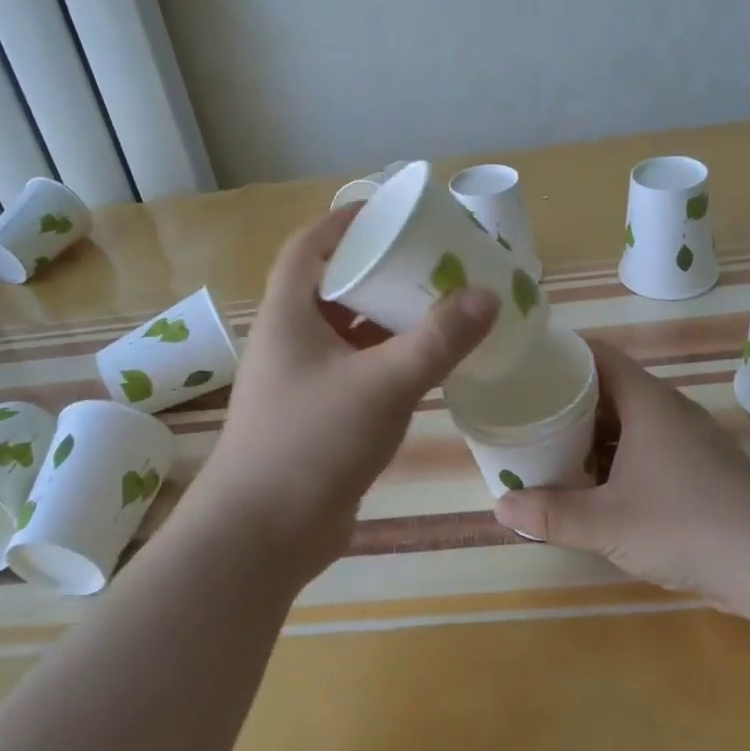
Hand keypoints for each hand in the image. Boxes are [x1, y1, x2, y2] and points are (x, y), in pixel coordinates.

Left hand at [192, 209, 498, 582]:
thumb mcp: (382, 384)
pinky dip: (388, 360)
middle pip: (334, 287)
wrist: (261, 538)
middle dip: (380, 271)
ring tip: (440, 305)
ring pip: (348, 334)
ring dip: (388, 319)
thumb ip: (438, 339)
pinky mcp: (318, 418)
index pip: (308, 247)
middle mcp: (290, 341)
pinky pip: (357, 372)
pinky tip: (427, 364)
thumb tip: (487, 295)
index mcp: (287, 315)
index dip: (343, 221)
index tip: (389, 213)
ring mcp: (302, 382)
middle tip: (432, 261)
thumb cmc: (311, 444)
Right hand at [491, 339, 749, 614]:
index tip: (524, 368)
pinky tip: (597, 486)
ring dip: (592, 433)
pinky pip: (648, 447)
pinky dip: (618, 457)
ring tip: (551, 449)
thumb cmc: (688, 527)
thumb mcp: (608, 523)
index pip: (597, 355)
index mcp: (648, 402)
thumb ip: (551, 514)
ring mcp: (690, 440)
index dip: (560, 356)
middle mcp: (670, 410)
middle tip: (527, 415)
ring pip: (630, 421)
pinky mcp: (703, 469)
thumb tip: (499, 507)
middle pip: (609, 388)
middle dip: (567, 401)